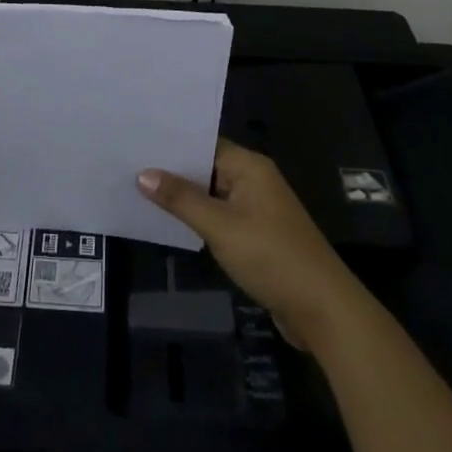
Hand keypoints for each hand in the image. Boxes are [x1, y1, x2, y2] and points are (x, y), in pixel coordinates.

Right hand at [139, 140, 365, 347]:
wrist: (322, 310)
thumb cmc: (271, 256)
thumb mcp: (220, 226)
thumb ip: (181, 199)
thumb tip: (143, 174)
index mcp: (250, 167)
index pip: (205, 143)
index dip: (172, 144)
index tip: (137, 141)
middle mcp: (255, 181)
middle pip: (207, 167)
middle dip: (173, 171)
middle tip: (128, 165)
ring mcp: (257, 209)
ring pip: (212, 195)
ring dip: (184, 197)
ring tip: (138, 190)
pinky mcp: (258, 236)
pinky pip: (221, 217)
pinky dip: (199, 219)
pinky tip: (170, 222)